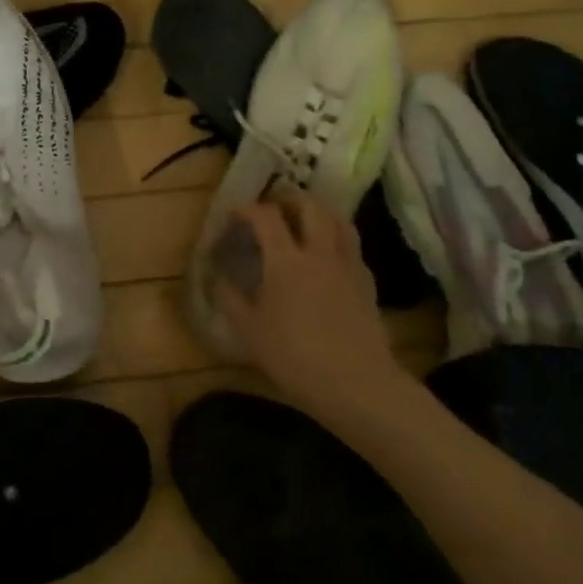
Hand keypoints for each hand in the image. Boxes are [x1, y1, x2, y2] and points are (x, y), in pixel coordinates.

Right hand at [211, 187, 412, 417]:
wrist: (356, 384)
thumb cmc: (294, 356)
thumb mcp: (249, 330)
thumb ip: (228, 298)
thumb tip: (215, 276)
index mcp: (285, 260)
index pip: (266, 216)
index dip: (248, 208)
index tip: (235, 214)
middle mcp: (319, 252)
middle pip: (310, 206)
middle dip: (288, 199)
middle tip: (273, 209)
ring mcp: (347, 264)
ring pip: (338, 220)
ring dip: (318, 213)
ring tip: (303, 223)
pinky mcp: (366, 282)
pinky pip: (351, 246)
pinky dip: (336, 238)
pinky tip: (327, 257)